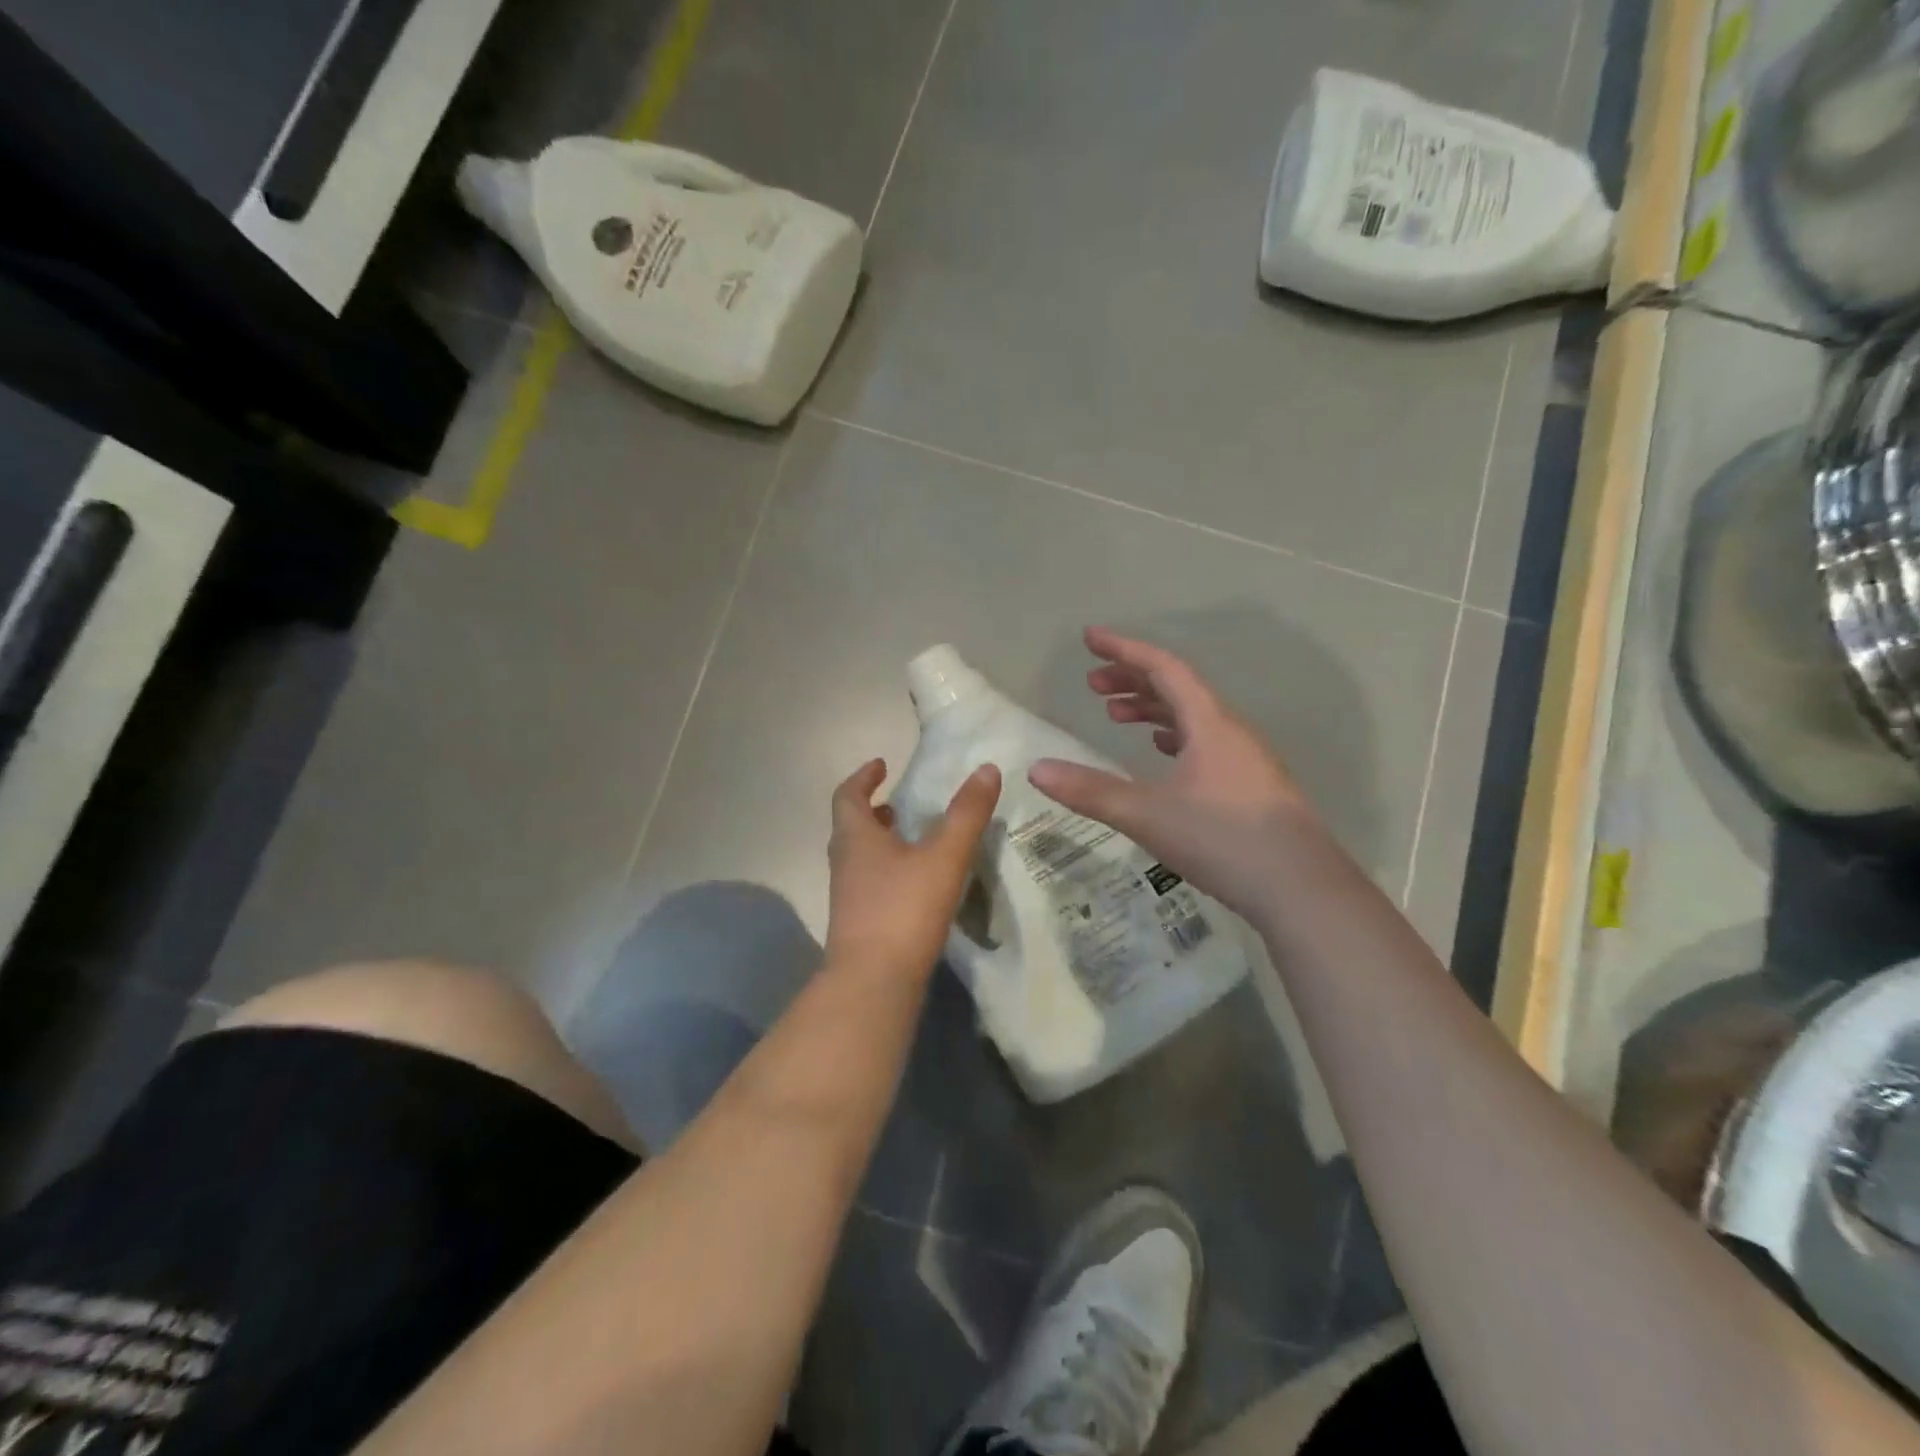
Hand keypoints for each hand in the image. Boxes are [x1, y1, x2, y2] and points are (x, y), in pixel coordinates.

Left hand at [825, 758, 1001, 977]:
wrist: (873, 983)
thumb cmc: (903, 909)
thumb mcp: (943, 856)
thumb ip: (966, 814)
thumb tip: (987, 769)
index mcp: (856, 838)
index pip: (847, 795)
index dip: (863, 777)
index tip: (881, 764)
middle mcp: (844, 862)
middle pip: (851, 826)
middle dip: (873, 810)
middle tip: (898, 802)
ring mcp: (848, 896)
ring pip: (860, 857)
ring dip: (880, 841)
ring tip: (911, 838)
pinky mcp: (859, 923)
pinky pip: (870, 883)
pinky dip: (888, 870)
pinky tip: (916, 883)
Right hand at [1028, 628, 1321, 920]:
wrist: (1302, 889)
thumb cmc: (1223, 839)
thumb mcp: (1147, 814)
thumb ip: (1090, 791)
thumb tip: (1036, 769)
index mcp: (1209, 723)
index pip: (1163, 667)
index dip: (1123, 649)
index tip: (1089, 638)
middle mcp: (1231, 731)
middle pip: (1178, 688)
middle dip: (1132, 680)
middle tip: (1093, 686)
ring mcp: (1246, 759)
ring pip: (1193, 717)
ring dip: (1152, 709)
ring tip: (1116, 716)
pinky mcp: (1252, 786)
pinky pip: (1205, 742)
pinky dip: (1175, 736)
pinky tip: (1162, 754)